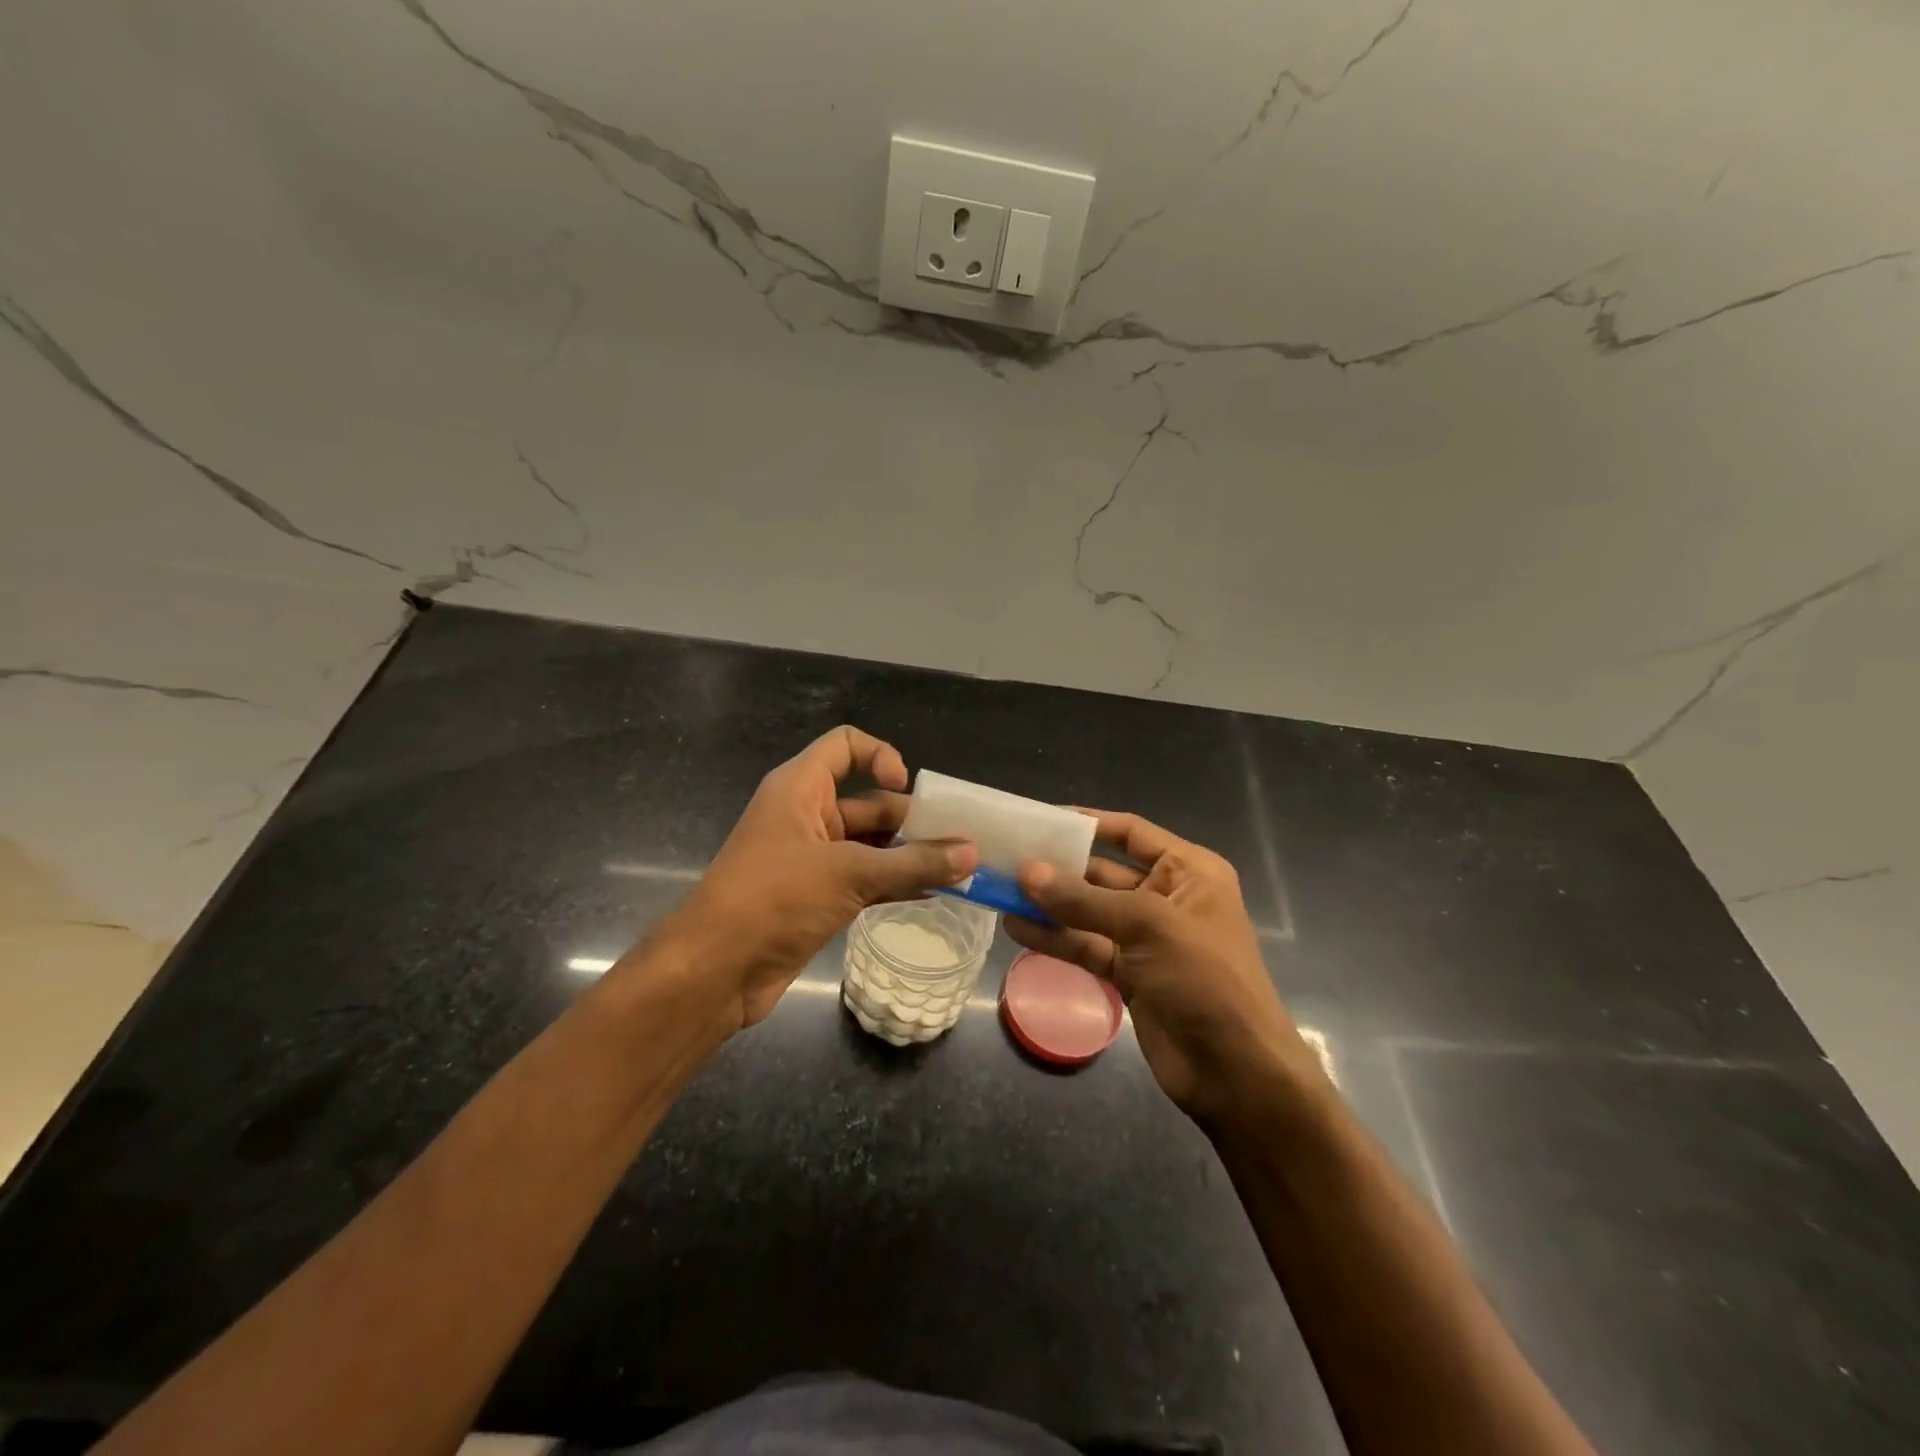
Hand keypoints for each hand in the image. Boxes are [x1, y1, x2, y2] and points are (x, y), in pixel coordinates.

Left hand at [639, 726, 976, 1030]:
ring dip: (910, 856)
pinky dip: (896, 883)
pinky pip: (866, 879)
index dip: (880, 754)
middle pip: (869, 802)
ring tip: (958, 870)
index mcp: (800, 788)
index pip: (845, 745)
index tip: (906, 786)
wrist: (716, 971)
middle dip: (912, 820)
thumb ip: (913, 863)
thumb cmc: (775, 899)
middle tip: (960, 842)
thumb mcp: (848, 874)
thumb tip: (971, 853)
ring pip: (871, 845)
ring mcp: (812, 859)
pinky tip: (934, 894)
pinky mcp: (817, 896)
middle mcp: (806, 815)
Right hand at [1006, 811, 1318, 1124]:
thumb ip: (1083, 900)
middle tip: (1007, 859)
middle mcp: (1167, 898)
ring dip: (1049, 905)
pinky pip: (1086, 946)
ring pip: (1088, 912)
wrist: (1236, 1072)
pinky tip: (1016, 929)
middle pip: (1103, 872)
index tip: (1040, 819)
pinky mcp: (1129, 974)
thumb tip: (1026, 872)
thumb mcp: (1148, 925)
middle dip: (1059, 868)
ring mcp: (1146, 939)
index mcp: (1189, 871)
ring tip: (1001, 892)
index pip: (1131, 833)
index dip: (1088, 823)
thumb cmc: (1205, 978)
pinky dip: (1054, 938)